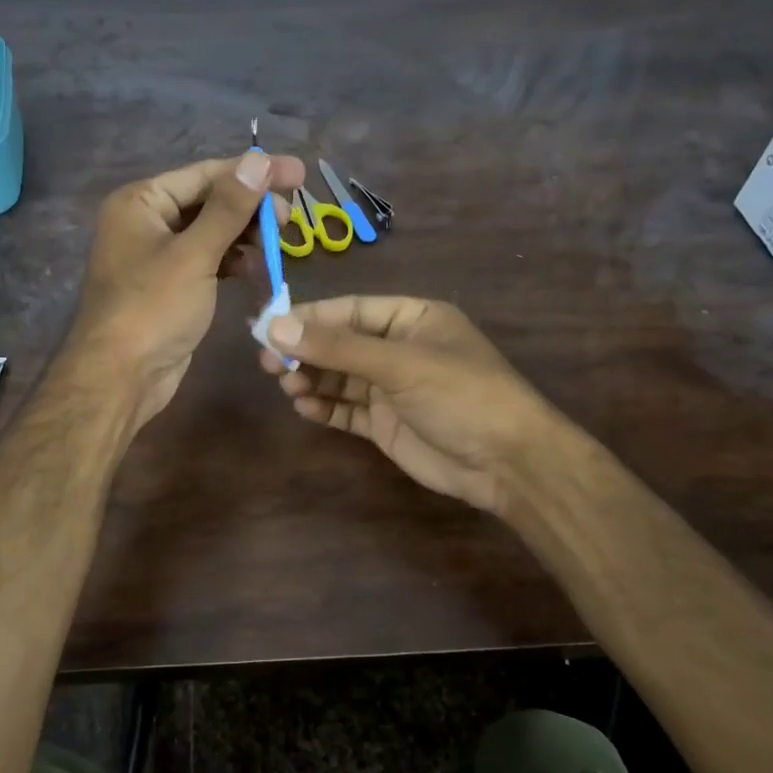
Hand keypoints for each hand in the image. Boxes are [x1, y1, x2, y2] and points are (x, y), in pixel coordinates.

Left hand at [68, 153, 304, 430]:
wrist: (120, 378)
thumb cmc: (153, 309)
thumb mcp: (194, 254)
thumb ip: (229, 207)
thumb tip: (259, 160)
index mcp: (141, 202)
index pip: (205, 174)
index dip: (253, 172)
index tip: (299, 173)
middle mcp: (146, 222)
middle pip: (209, 201)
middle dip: (251, 208)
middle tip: (289, 219)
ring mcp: (157, 256)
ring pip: (211, 233)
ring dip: (245, 237)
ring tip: (278, 245)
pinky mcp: (171, 287)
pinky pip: (207, 261)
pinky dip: (233, 262)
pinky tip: (258, 268)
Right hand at [257, 296, 555, 513]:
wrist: (506, 462)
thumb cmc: (460, 395)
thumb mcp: (399, 364)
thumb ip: (338, 347)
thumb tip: (276, 327)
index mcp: (412, 319)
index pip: (350, 310)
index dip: (309, 317)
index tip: (267, 325)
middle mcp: (399, 349)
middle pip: (340, 343)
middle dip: (305, 352)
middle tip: (266, 362)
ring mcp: (392, 388)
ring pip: (339, 377)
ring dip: (311, 379)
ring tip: (286, 385)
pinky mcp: (385, 423)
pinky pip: (346, 409)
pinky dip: (324, 407)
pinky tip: (304, 406)